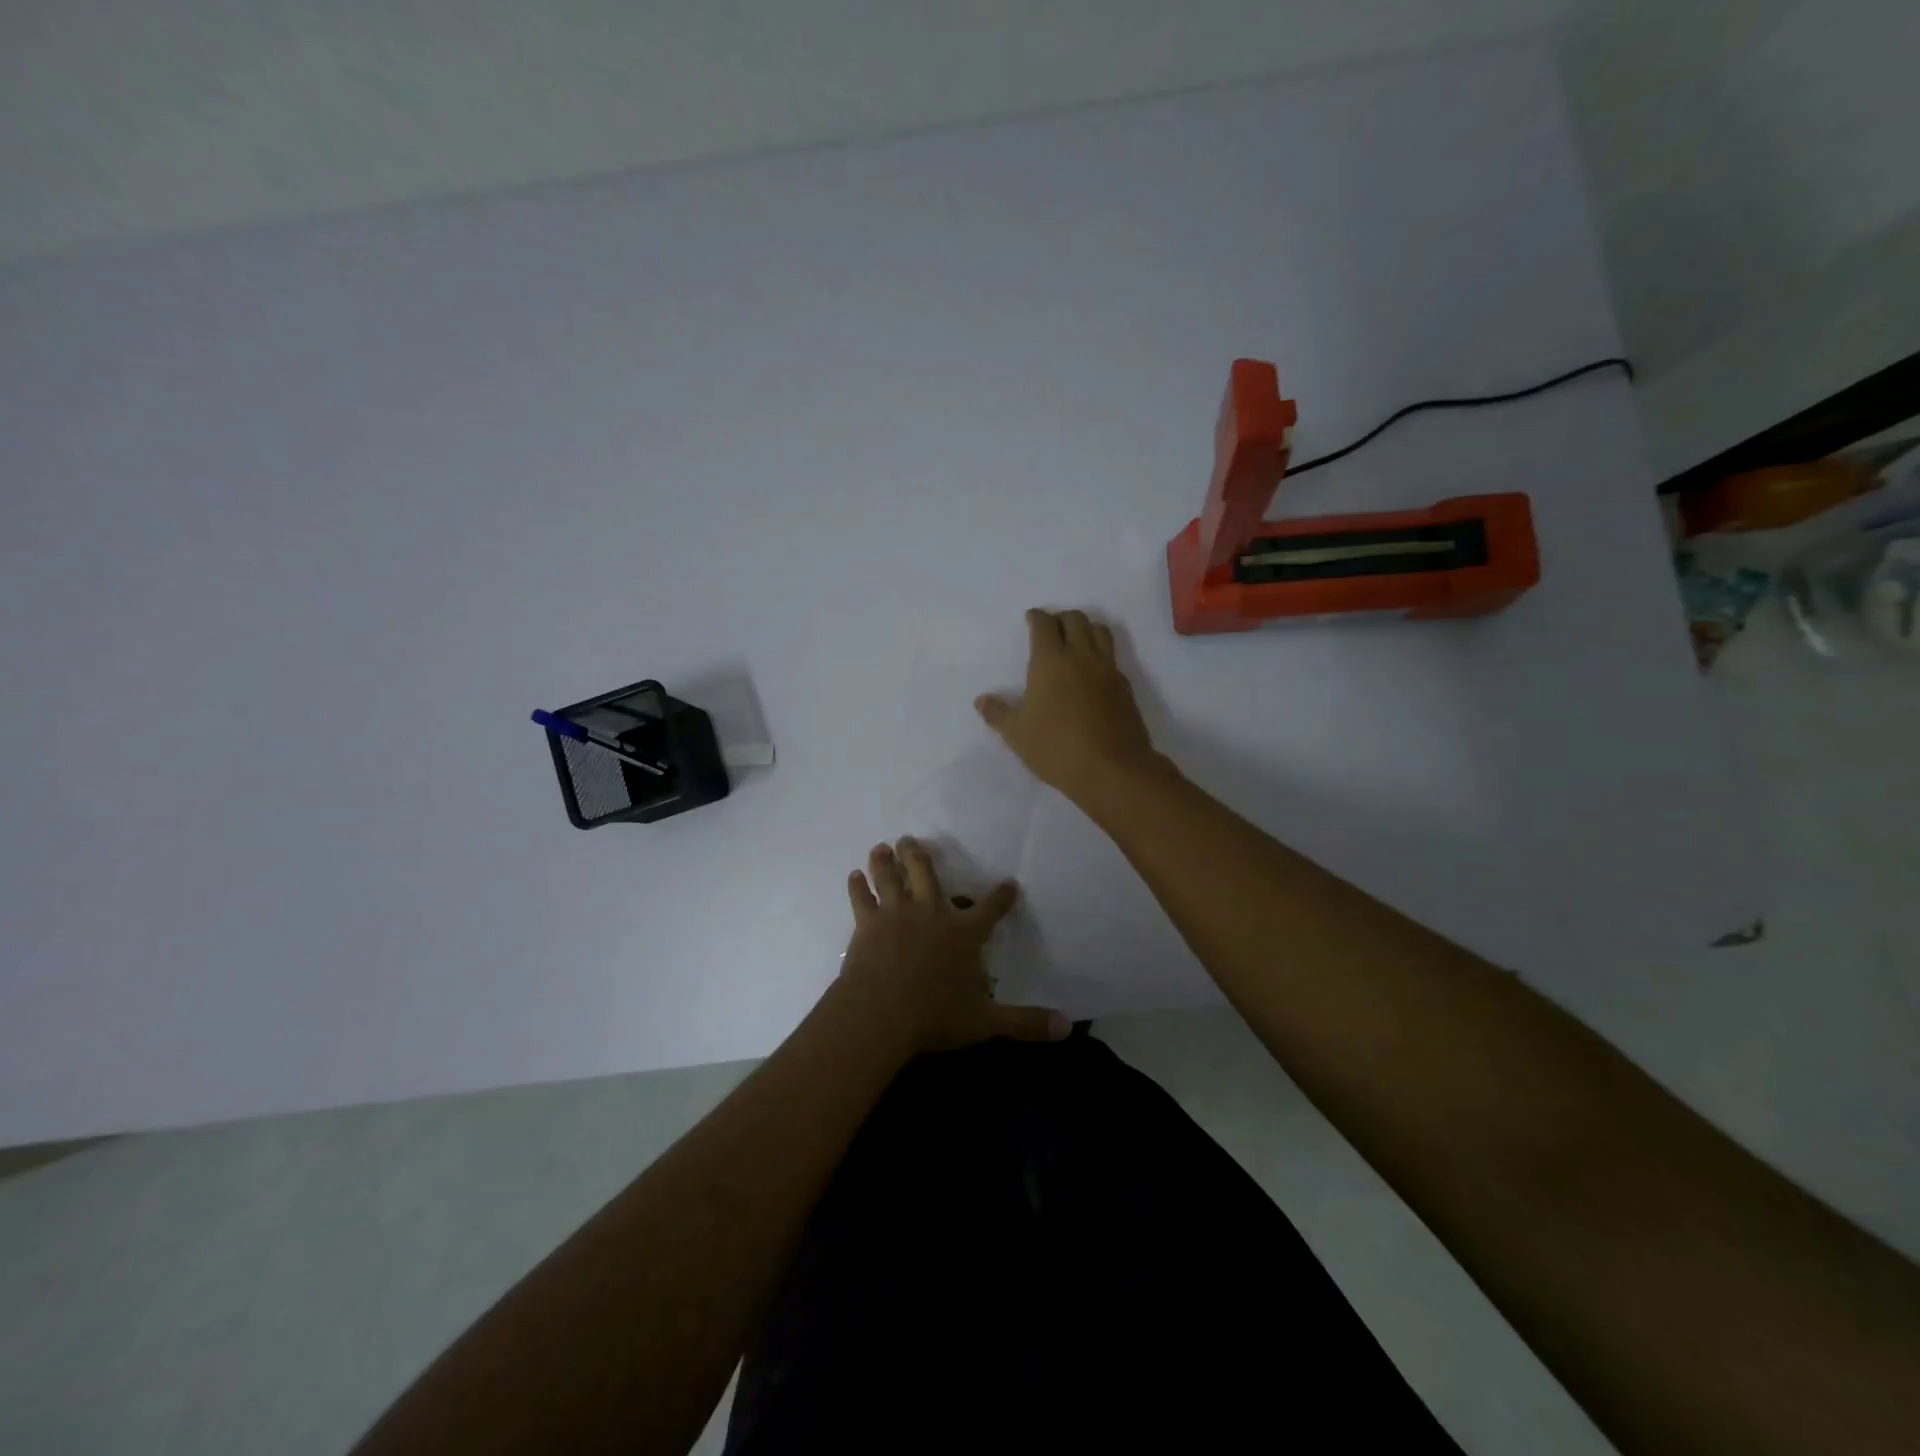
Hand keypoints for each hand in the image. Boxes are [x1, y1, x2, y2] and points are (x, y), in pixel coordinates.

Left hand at [837, 838, 1068, 1053]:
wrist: (882, 1012)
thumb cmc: (936, 1015)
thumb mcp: (986, 1022)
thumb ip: (1024, 1022)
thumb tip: (1066, 1028)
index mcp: (963, 933)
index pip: (990, 909)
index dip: (1002, 897)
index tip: (1009, 883)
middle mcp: (931, 913)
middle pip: (926, 873)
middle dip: (919, 855)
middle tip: (910, 839)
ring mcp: (896, 914)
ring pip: (890, 878)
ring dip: (886, 861)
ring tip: (881, 847)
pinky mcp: (867, 924)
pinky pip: (861, 899)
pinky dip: (857, 886)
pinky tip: (853, 876)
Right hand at [975, 608, 1161, 804]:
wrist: (1111, 769)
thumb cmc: (1056, 748)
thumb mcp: (1017, 734)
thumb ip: (998, 713)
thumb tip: (982, 700)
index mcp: (1050, 661)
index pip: (1044, 624)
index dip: (1036, 617)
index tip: (1031, 618)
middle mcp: (1081, 656)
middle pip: (1075, 619)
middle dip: (1061, 618)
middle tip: (1051, 629)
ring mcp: (1107, 670)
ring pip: (1100, 631)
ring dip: (1086, 627)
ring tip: (1076, 640)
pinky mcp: (1125, 687)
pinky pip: (1113, 657)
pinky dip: (1101, 653)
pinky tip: (1094, 671)